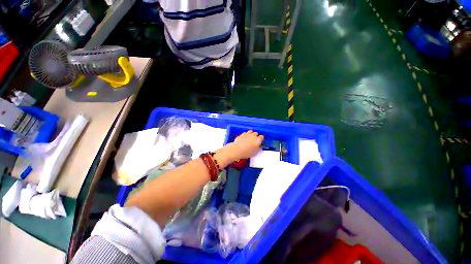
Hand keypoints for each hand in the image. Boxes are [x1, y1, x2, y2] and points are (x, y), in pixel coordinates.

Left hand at [231, 130, 263, 159]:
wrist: (237, 150)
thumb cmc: (247, 152)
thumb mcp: (255, 153)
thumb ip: (258, 149)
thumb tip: (259, 147)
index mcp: (258, 140)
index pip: (262, 137)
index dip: (261, 139)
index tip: (260, 141)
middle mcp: (253, 135)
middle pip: (256, 133)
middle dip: (256, 136)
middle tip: (254, 140)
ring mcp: (247, 134)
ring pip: (251, 131)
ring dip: (251, 133)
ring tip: (250, 137)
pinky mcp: (242, 134)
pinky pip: (245, 133)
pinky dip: (246, 135)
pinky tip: (244, 138)